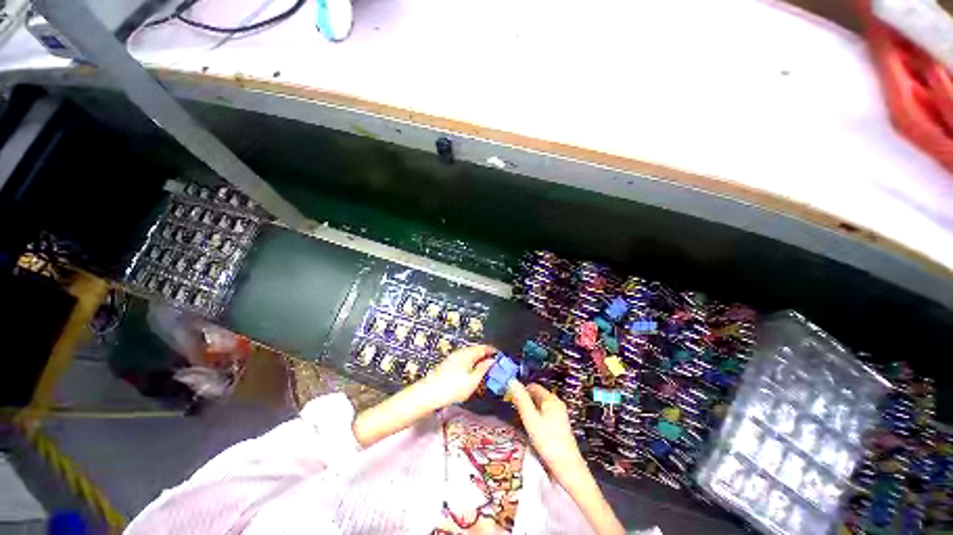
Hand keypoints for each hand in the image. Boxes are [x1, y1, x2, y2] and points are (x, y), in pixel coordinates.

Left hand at [418, 345, 494, 408]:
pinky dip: (472, 364)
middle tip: (495, 365)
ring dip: (479, 360)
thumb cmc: (453, 387)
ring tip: (485, 370)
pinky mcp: (448, 364)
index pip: (484, 347)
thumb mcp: (473, 380)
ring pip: (470, 355)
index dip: (494, 352)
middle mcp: (461, 352)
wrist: (428, 393)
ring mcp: (454, 357)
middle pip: (477, 350)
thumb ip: (484, 369)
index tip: (501, 359)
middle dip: (487, 356)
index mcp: (469, 353)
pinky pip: (465, 359)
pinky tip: (472, 373)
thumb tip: (492, 361)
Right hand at [508, 380, 586, 482]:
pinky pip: (544, 415)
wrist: (568, 468)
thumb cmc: (547, 441)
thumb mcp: (531, 419)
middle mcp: (557, 403)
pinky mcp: (560, 425)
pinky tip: (531, 428)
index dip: (521, 390)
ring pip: (540, 406)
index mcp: (551, 399)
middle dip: (525, 401)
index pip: (533, 386)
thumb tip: (512, 380)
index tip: (510, 399)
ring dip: (529, 410)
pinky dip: (536, 418)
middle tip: (513, 411)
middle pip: (537, 396)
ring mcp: (559, 415)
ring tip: (519, 421)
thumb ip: (521, 399)